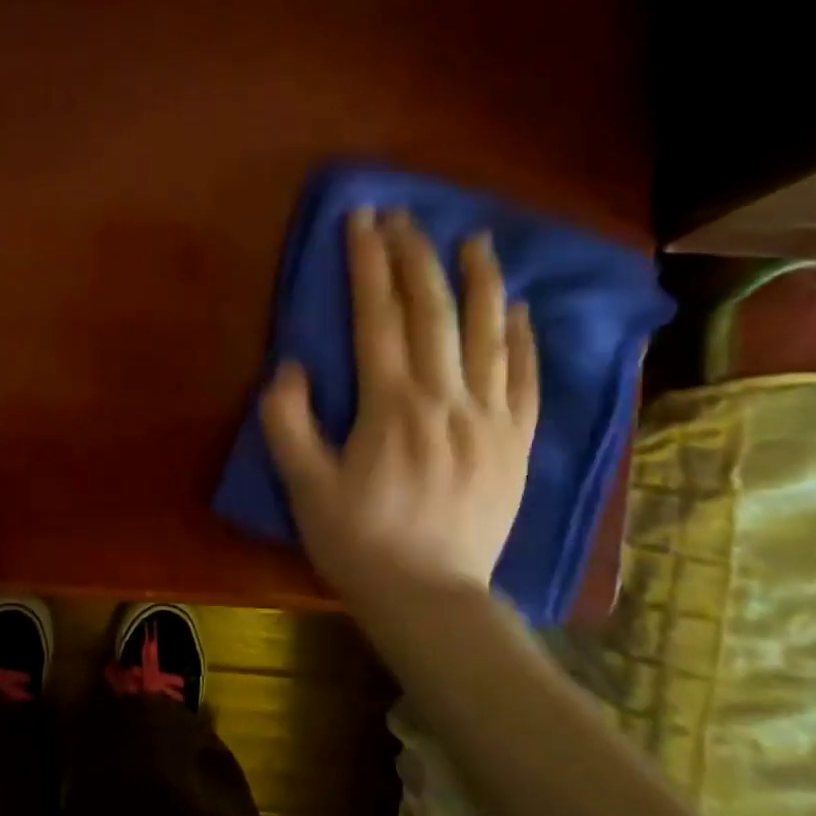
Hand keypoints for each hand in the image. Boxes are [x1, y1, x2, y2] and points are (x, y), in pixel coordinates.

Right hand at [259, 207, 537, 615]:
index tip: (361, 220)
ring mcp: (491, 419)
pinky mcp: (516, 443)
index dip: (367, 263)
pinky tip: (518, 309)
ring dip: (480, 280)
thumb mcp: (303, 487)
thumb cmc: (358, 542)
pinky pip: (527, 378)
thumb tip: (292, 366)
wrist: (431, 598)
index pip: (377, 317)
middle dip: (416, 256)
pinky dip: (523, 337)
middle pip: (433, 311)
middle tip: (404, 217)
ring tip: (475, 240)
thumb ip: (288, 422)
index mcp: (391, 407)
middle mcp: (447, 400)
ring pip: (490, 334)